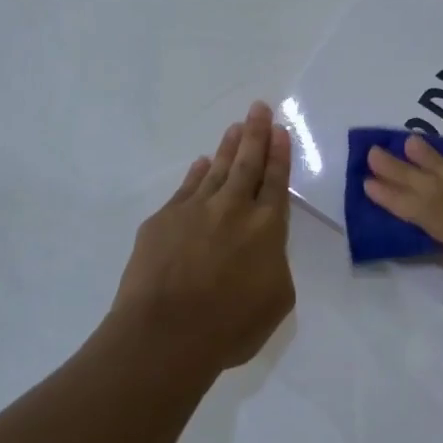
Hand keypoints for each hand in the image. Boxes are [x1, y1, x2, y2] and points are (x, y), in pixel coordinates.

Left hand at [108, 102, 295, 372]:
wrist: (164, 335)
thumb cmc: (230, 326)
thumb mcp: (277, 299)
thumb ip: (275, 264)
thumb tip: (262, 248)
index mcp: (267, 228)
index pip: (276, 182)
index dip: (279, 154)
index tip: (279, 130)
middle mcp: (233, 209)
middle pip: (247, 163)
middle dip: (255, 133)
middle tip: (258, 107)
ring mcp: (194, 211)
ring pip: (215, 169)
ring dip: (227, 147)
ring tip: (235, 127)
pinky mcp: (163, 221)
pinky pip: (185, 188)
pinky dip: (196, 173)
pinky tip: (200, 163)